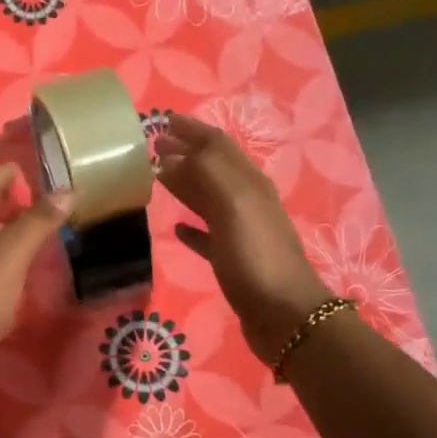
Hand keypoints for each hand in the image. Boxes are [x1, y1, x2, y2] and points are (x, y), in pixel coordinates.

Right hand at [155, 114, 332, 363]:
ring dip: (185, 184)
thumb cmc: (256, 257)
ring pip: (208, 198)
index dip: (191, 130)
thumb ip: (204, 174)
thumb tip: (171, 157)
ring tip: (156, 178)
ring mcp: (241, 231)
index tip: (160, 121)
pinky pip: (208, 234)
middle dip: (184, 152)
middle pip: (212, 168)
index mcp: (248, 183)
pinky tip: (176, 228)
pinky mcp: (233, 260)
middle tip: (151, 147)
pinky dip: (191, 226)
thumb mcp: (232, 205)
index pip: (216, 145)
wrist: (284, 316)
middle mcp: (247, 201)